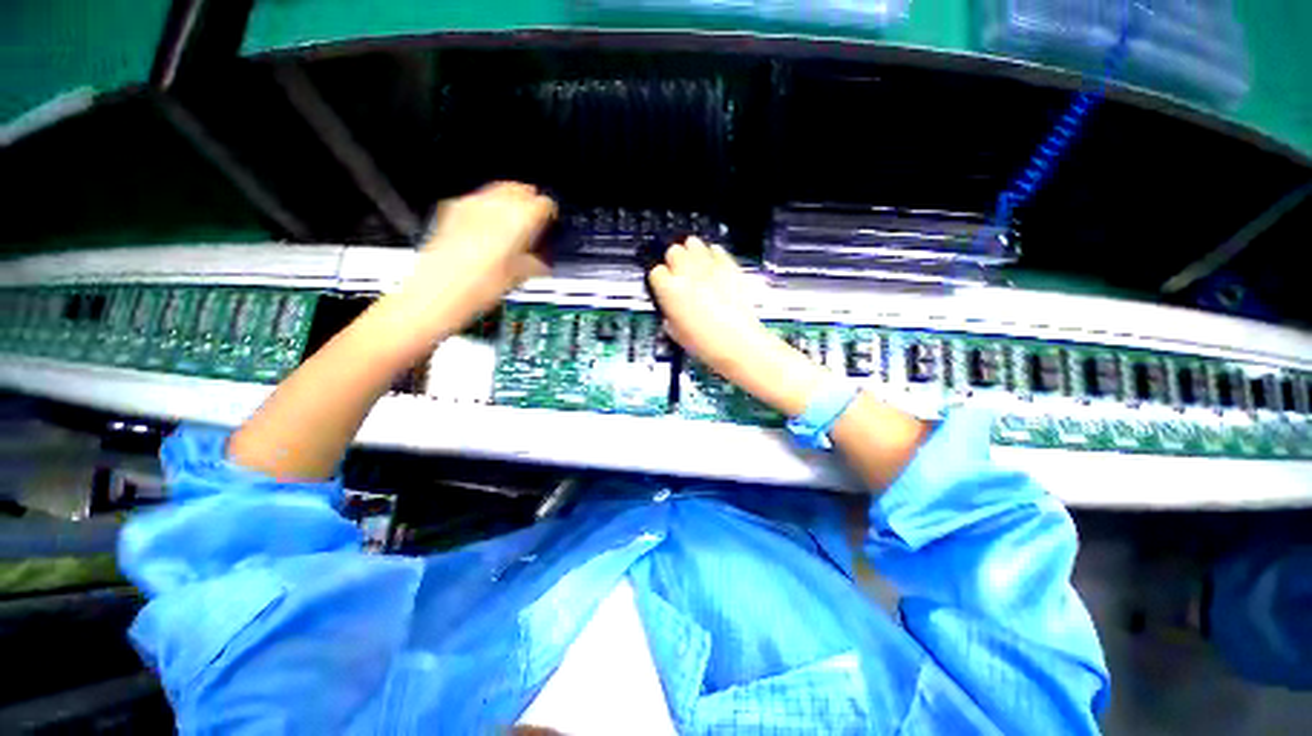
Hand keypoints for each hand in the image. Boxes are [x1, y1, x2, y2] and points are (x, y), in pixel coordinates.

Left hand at [396, 182, 555, 330]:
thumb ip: (534, 263)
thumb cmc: (475, 289)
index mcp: (517, 221)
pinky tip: (489, 225)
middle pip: (519, 190)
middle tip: (535, 219)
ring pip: (497, 190)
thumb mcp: (517, 278)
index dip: (550, 215)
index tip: (550, 224)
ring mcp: (469, 207)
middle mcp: (493, 207)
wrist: (436, 295)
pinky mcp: (451, 213)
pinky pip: (477, 199)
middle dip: (529, 203)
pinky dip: (488, 207)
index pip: (543, 204)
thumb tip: (541, 262)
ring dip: (509, 203)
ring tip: (514, 221)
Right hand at [648, 237, 772, 373]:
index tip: (664, 285)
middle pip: (673, 251)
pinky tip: (713, 266)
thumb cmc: (707, 343)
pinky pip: (716, 249)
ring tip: (694, 264)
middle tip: (679, 274)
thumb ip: (669, 314)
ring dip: (691, 252)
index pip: (655, 272)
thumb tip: (670, 310)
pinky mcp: (729, 266)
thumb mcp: (676, 333)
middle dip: (674, 261)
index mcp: (670, 290)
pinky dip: (713, 254)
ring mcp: (709, 267)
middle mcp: (687, 273)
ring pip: (693, 243)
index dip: (659, 280)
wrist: (738, 344)